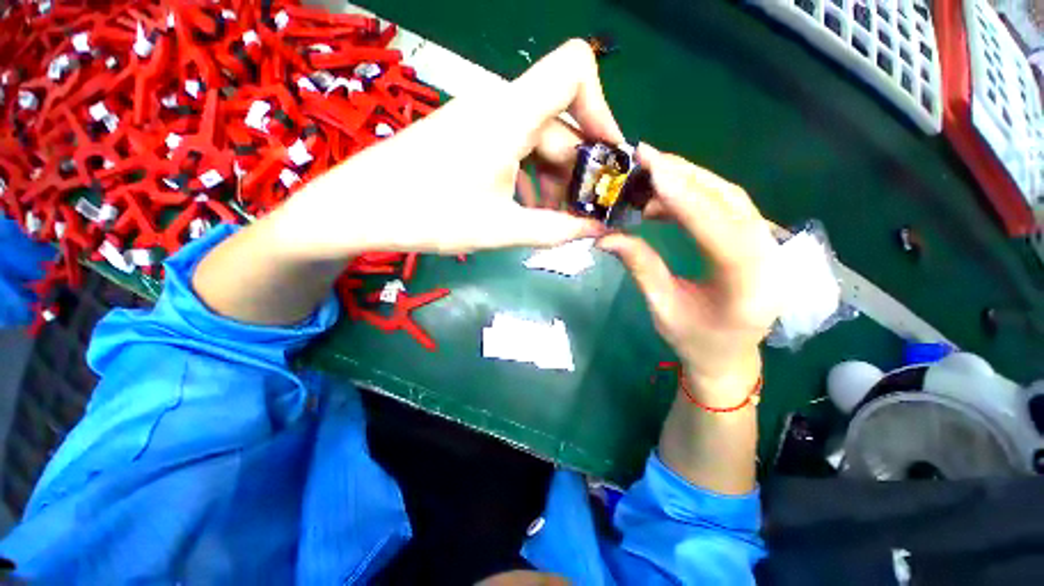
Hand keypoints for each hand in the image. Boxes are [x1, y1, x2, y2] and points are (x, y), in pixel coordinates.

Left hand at [280, 39, 622, 256]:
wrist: (362, 207)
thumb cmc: (428, 216)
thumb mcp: (499, 228)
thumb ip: (553, 231)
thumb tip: (594, 230)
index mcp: (509, 115)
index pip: (575, 70)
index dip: (602, 108)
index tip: (608, 159)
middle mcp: (500, 106)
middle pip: (561, 123)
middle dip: (579, 170)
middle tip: (584, 213)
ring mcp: (483, 120)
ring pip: (539, 140)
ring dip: (555, 179)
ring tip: (557, 219)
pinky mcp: (472, 136)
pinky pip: (517, 148)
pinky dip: (533, 177)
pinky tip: (530, 208)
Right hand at [598, 145, 779, 405]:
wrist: (728, 355)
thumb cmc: (694, 341)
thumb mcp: (662, 308)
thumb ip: (639, 267)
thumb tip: (604, 235)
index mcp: (748, 289)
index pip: (722, 235)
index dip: (687, 202)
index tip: (653, 172)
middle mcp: (769, 260)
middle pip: (732, 203)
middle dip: (687, 176)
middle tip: (646, 158)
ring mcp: (768, 246)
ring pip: (731, 198)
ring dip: (689, 180)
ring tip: (650, 173)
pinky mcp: (756, 238)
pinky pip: (726, 205)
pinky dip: (694, 193)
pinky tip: (666, 194)